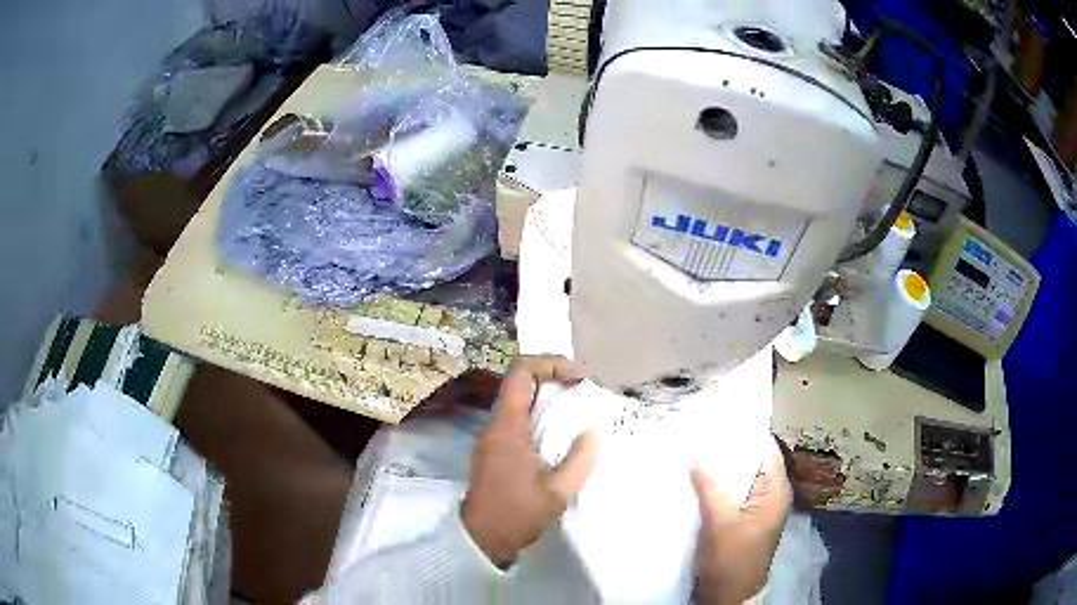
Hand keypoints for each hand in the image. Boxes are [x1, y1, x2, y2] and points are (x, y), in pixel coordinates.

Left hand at [461, 355, 599, 565]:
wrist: (481, 537)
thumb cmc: (517, 514)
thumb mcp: (557, 492)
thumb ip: (580, 460)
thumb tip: (593, 432)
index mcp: (507, 427)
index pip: (522, 372)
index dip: (551, 363)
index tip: (580, 377)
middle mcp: (495, 424)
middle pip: (518, 379)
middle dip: (551, 373)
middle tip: (582, 386)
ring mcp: (492, 435)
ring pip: (516, 397)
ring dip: (545, 392)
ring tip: (575, 404)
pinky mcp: (494, 447)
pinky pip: (516, 415)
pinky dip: (538, 411)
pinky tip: (558, 429)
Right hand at [692, 439, 791, 604]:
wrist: (727, 596)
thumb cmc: (732, 560)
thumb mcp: (722, 522)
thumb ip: (711, 485)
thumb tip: (695, 449)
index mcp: (775, 490)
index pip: (764, 448)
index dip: (743, 431)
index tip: (716, 415)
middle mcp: (768, 494)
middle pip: (748, 461)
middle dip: (724, 447)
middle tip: (695, 427)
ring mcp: (753, 507)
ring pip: (735, 477)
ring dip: (716, 466)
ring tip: (689, 446)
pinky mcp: (737, 518)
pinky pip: (726, 492)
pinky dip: (712, 484)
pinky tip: (691, 476)